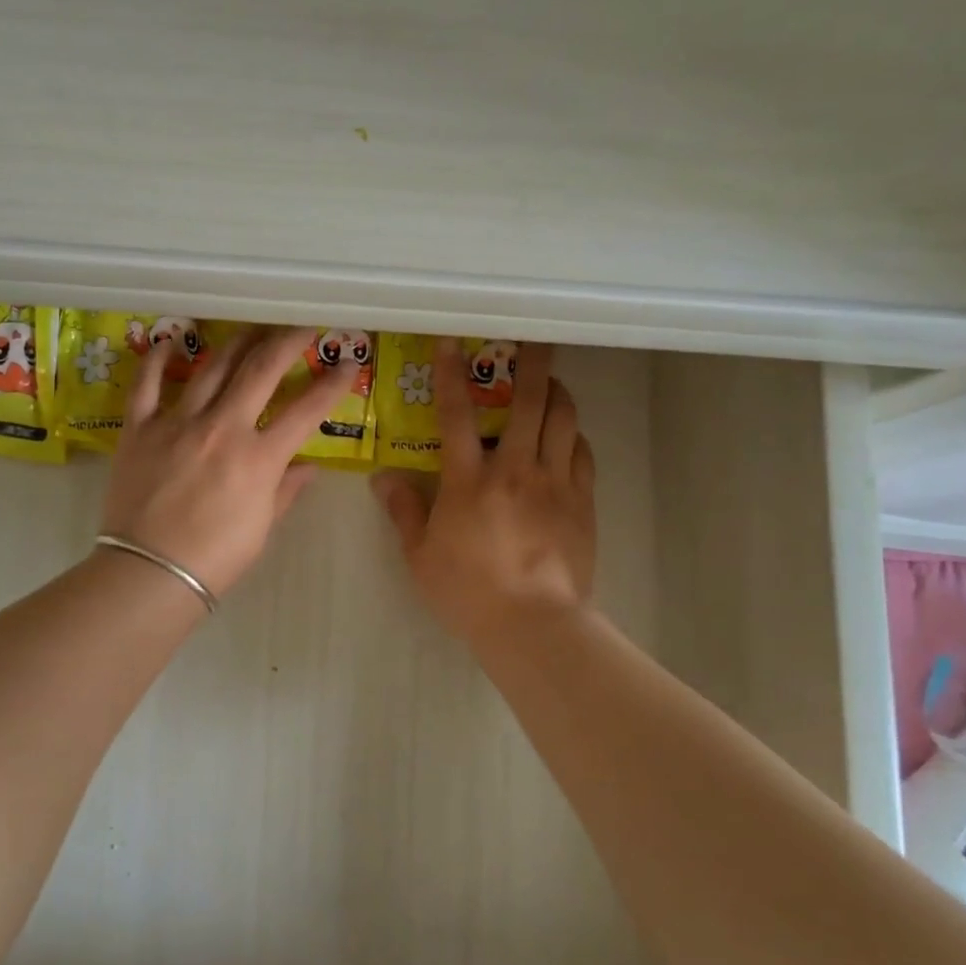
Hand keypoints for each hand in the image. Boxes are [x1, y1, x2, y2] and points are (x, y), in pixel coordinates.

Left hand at [100, 325, 349, 597]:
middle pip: (261, 370)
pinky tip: (170, 340)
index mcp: (258, 457)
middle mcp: (222, 428)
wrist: (150, 573)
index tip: (349, 363)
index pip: (306, 410)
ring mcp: (177, 423)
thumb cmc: (215, 558)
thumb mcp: (262, 527)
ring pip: (211, 367)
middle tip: (303, 325)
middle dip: (287, 341)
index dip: (332, 383)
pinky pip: (147, 384)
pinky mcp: (140, 428)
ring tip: (252, 328)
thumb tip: (307, 468)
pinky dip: (158, 359)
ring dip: (236, 342)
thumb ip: (285, 491)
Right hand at [372, 341, 595, 643]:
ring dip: (557, 393)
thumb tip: (382, 477)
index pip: (456, 414)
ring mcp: (555, 483)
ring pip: (563, 419)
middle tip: (533, 339)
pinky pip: (582, 453)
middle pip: (529, 401)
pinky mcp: (582, 502)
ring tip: (550, 383)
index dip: (450, 374)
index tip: (452, 342)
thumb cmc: (468, 592)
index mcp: (469, 480)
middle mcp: (516, 469)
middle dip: (531, 363)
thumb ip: (403, 511)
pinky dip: (573, 435)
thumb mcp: (420, 555)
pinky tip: (566, 435)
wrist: (534, 625)